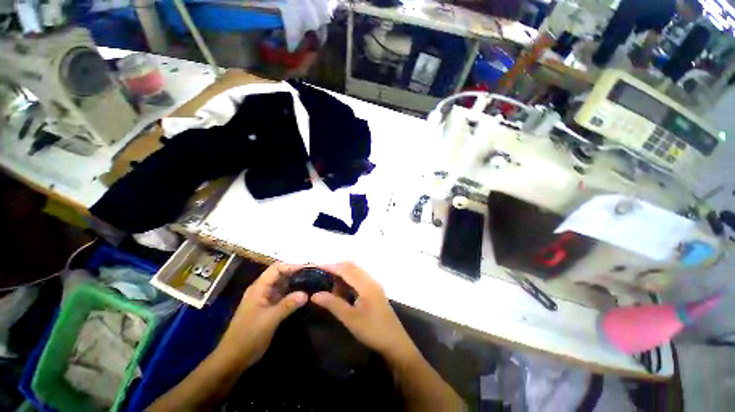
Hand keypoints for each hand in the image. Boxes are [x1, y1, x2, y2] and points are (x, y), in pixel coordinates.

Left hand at [216, 262, 306, 367]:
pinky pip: (283, 296)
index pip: (276, 268)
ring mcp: (265, 299)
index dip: (292, 266)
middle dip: (296, 273)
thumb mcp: (269, 320)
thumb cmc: (248, 336)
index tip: (308, 268)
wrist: (233, 359)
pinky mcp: (269, 308)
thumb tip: (306, 294)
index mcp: (259, 288)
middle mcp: (262, 290)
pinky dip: (293, 294)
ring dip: (296, 283)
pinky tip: (304, 297)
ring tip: (312, 283)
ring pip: (283, 285)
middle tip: (313, 275)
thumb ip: (288, 305)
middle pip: (280, 275)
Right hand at [311, 262, 418, 361]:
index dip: (331, 267)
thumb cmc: (372, 330)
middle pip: (352, 267)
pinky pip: (359, 280)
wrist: (395, 342)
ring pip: (356, 273)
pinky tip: (342, 292)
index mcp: (366, 284)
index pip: (346, 270)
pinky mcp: (375, 292)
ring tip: (329, 285)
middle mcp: (371, 281)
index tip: (317, 267)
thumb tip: (315, 294)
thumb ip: (333, 304)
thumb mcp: (350, 318)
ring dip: (343, 275)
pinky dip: (349, 281)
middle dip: (337, 268)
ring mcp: (374, 286)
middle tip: (321, 275)